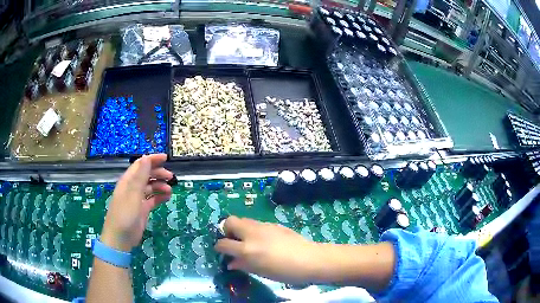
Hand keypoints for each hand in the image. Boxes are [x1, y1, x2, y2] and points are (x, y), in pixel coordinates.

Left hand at [101, 154, 172, 251]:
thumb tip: (146, 157)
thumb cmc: (124, 215)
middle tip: (171, 177)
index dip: (152, 160)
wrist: (120, 239)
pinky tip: (167, 198)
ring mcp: (137, 199)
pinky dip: (160, 197)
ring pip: (150, 187)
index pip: (140, 165)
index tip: (166, 158)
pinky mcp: (142, 210)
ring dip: (160, 186)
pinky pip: (152, 200)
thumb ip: (140, 177)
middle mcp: (132, 188)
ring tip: (170, 190)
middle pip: (146, 175)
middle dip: (158, 173)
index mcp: (128, 181)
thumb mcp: (133, 195)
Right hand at [214, 216, 321, 283]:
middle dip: (226, 230)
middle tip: (233, 241)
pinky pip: (256, 224)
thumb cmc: (284, 271)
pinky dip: (253, 230)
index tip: (221, 251)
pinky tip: (263, 241)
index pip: (223, 243)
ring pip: (243, 220)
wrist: (309, 259)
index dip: (219, 247)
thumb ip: (243, 265)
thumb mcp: (261, 271)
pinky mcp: (273, 224)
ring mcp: (263, 226)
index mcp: (247, 249)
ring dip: (240, 229)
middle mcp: (252, 233)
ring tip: (247, 241)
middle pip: (230, 221)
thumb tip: (230, 263)